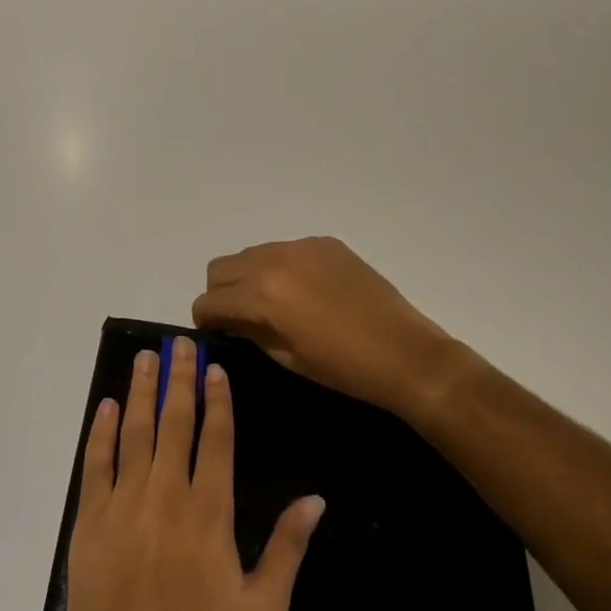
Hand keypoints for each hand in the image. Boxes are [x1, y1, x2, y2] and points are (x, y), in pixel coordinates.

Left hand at [62, 338, 324, 610]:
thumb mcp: (264, 610)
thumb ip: (287, 548)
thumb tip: (316, 497)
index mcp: (209, 514)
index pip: (215, 439)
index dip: (217, 399)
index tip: (214, 367)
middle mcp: (165, 498)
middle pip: (174, 424)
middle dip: (178, 380)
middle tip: (179, 344)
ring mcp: (122, 509)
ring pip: (133, 434)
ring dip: (140, 393)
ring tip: (145, 359)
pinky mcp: (88, 527)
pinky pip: (95, 467)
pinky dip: (101, 433)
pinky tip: (106, 408)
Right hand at [191, 237, 473, 423]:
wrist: (404, 353)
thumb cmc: (342, 367)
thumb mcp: (286, 357)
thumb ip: (249, 332)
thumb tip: (229, 322)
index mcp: (262, 294)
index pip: (209, 300)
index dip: (206, 321)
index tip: (216, 334)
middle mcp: (274, 260)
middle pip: (221, 268)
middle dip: (221, 294)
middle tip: (239, 318)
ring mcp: (302, 246)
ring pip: (251, 254)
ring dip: (248, 277)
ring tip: (272, 303)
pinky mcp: (325, 243)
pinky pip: (285, 249)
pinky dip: (281, 267)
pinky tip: (305, 292)